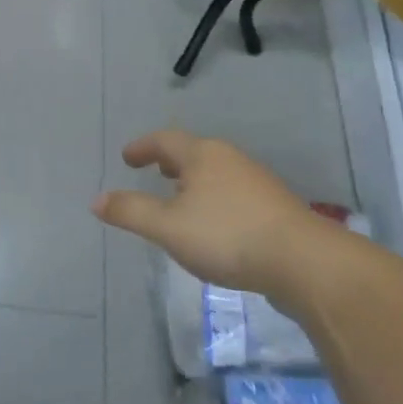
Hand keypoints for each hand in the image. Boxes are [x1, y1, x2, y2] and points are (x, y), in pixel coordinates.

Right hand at [93, 129, 348, 301]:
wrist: (305, 263)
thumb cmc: (227, 236)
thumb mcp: (167, 227)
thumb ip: (130, 212)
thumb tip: (97, 200)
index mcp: (202, 155)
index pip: (164, 140)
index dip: (142, 147)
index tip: (127, 158)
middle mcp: (230, 159)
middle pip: (194, 152)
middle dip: (171, 161)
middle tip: (154, 171)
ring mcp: (257, 182)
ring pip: (216, 173)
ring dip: (194, 181)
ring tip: (181, 200)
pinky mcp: (275, 207)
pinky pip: (233, 193)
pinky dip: (215, 199)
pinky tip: (215, 225)